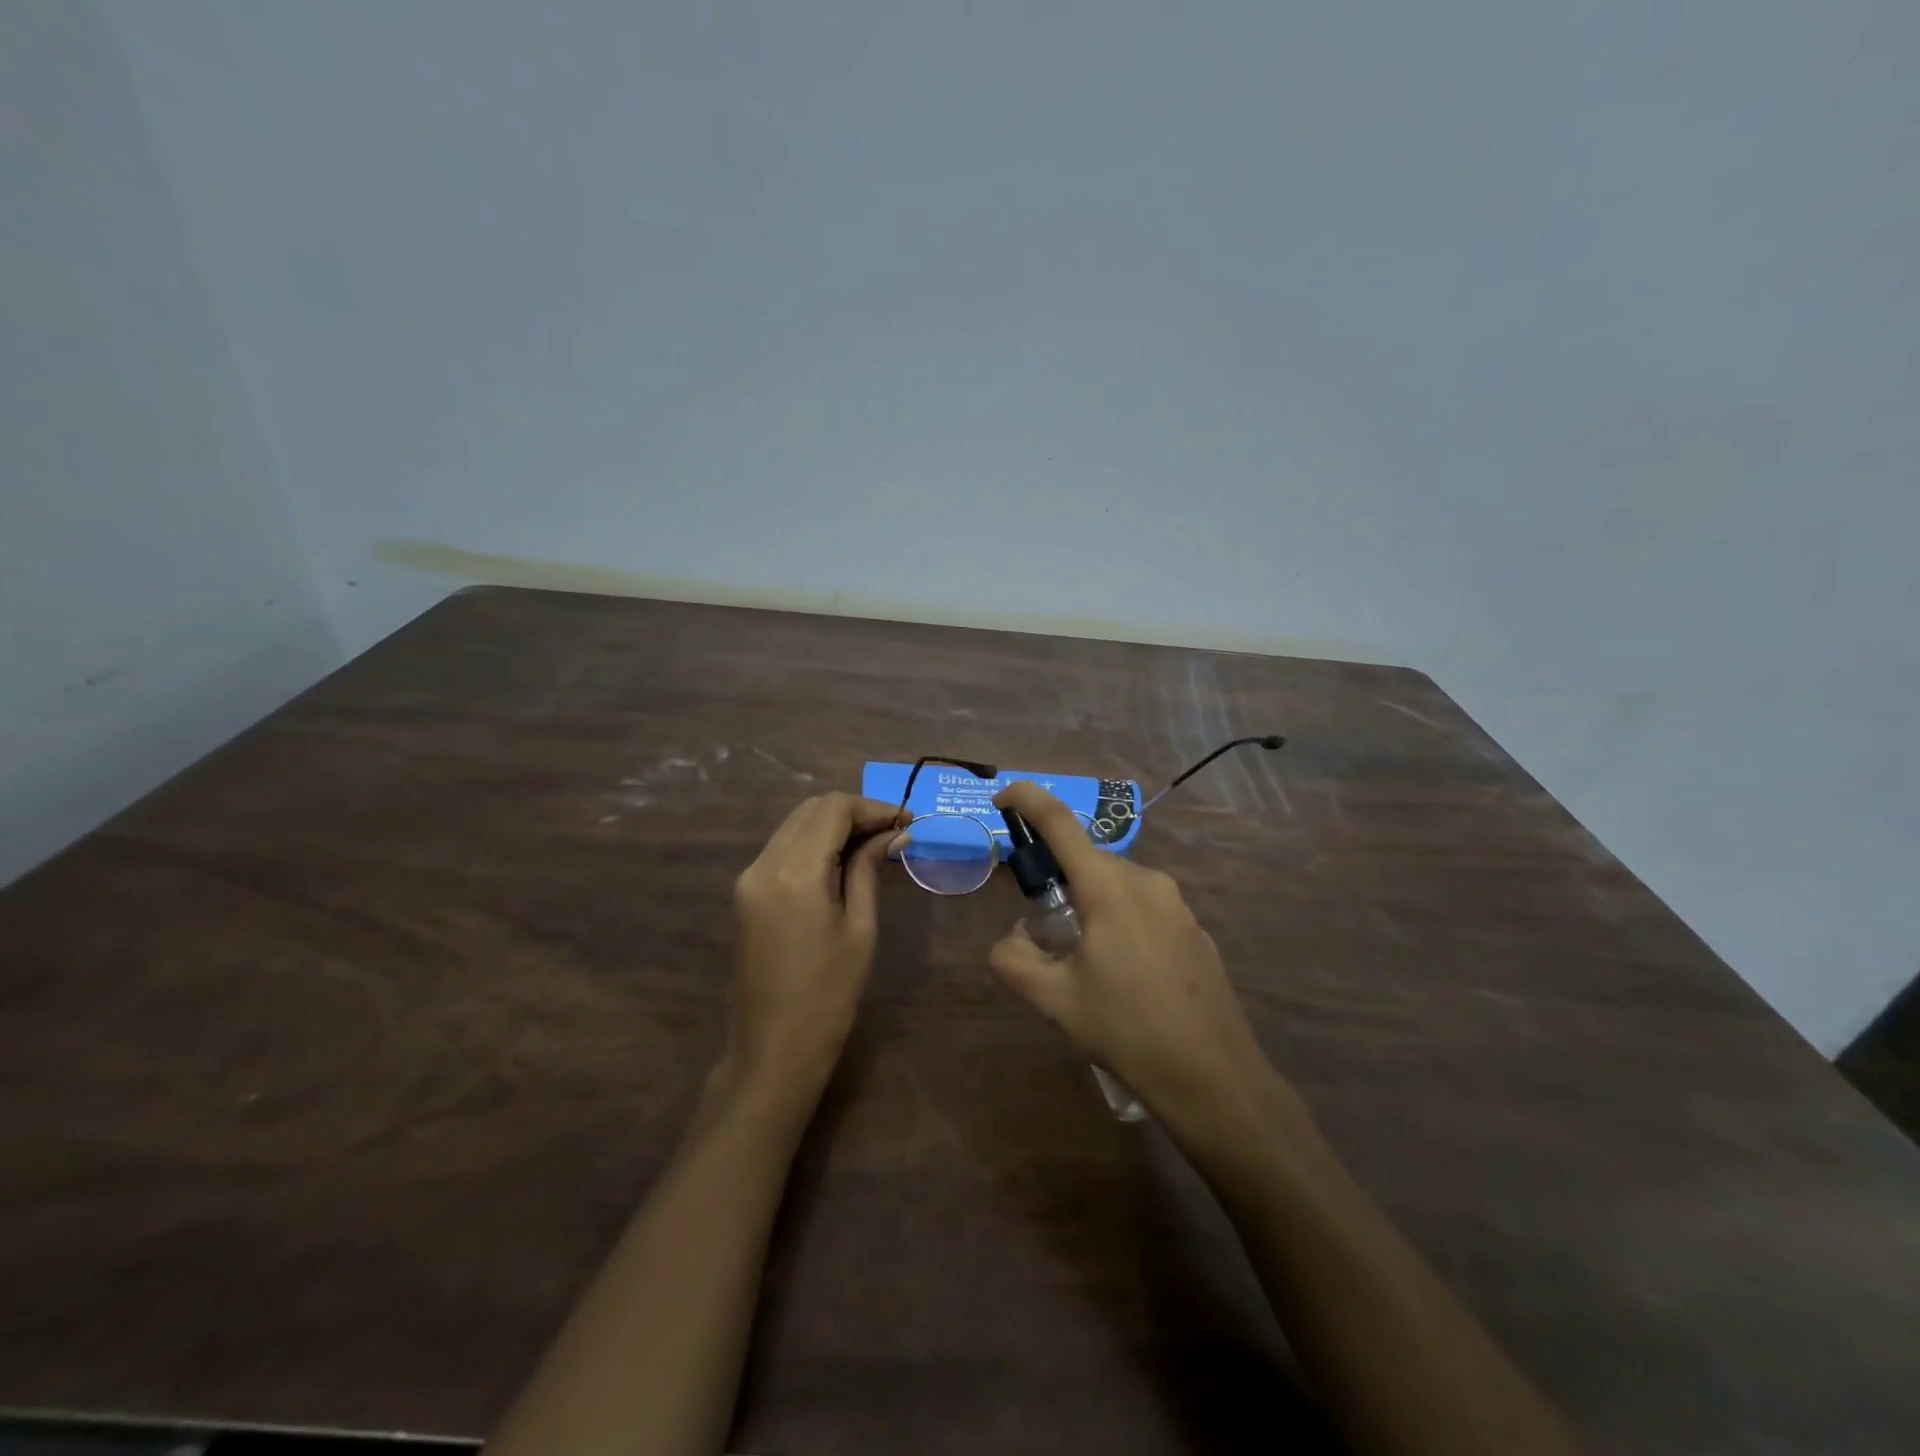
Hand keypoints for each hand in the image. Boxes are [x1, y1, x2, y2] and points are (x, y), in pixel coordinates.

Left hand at [728, 793, 905, 1091]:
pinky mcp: (745, 892)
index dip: (873, 807)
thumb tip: (894, 834)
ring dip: (833, 825)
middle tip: (892, 833)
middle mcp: (764, 864)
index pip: (834, 809)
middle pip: (811, 809)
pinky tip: (841, 862)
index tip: (906, 823)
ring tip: (873, 845)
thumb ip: (869, 869)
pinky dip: (813, 843)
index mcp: (795, 872)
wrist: (774, 1048)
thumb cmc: (829, 993)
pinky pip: (782, 848)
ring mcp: (749, 877)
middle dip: (854, 812)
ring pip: (794, 825)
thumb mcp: (860, 928)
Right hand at [988, 781, 1284, 1125]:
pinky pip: (1144, 908)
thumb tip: (1014, 938)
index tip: (1002, 797)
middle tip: (1041, 925)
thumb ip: (1014, 960)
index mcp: (1109, 888)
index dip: (1027, 799)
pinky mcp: (1194, 930)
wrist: (1214, 1078)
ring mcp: (1177, 905)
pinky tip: (1124, 975)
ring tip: (1083, 961)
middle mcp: (1147, 882)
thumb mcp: (1054, 1000)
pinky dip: (1120, 922)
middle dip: (1059, 878)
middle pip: (1088, 860)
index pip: (1060, 822)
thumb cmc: (1127, 1031)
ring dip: (1090, 905)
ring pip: (1117, 885)